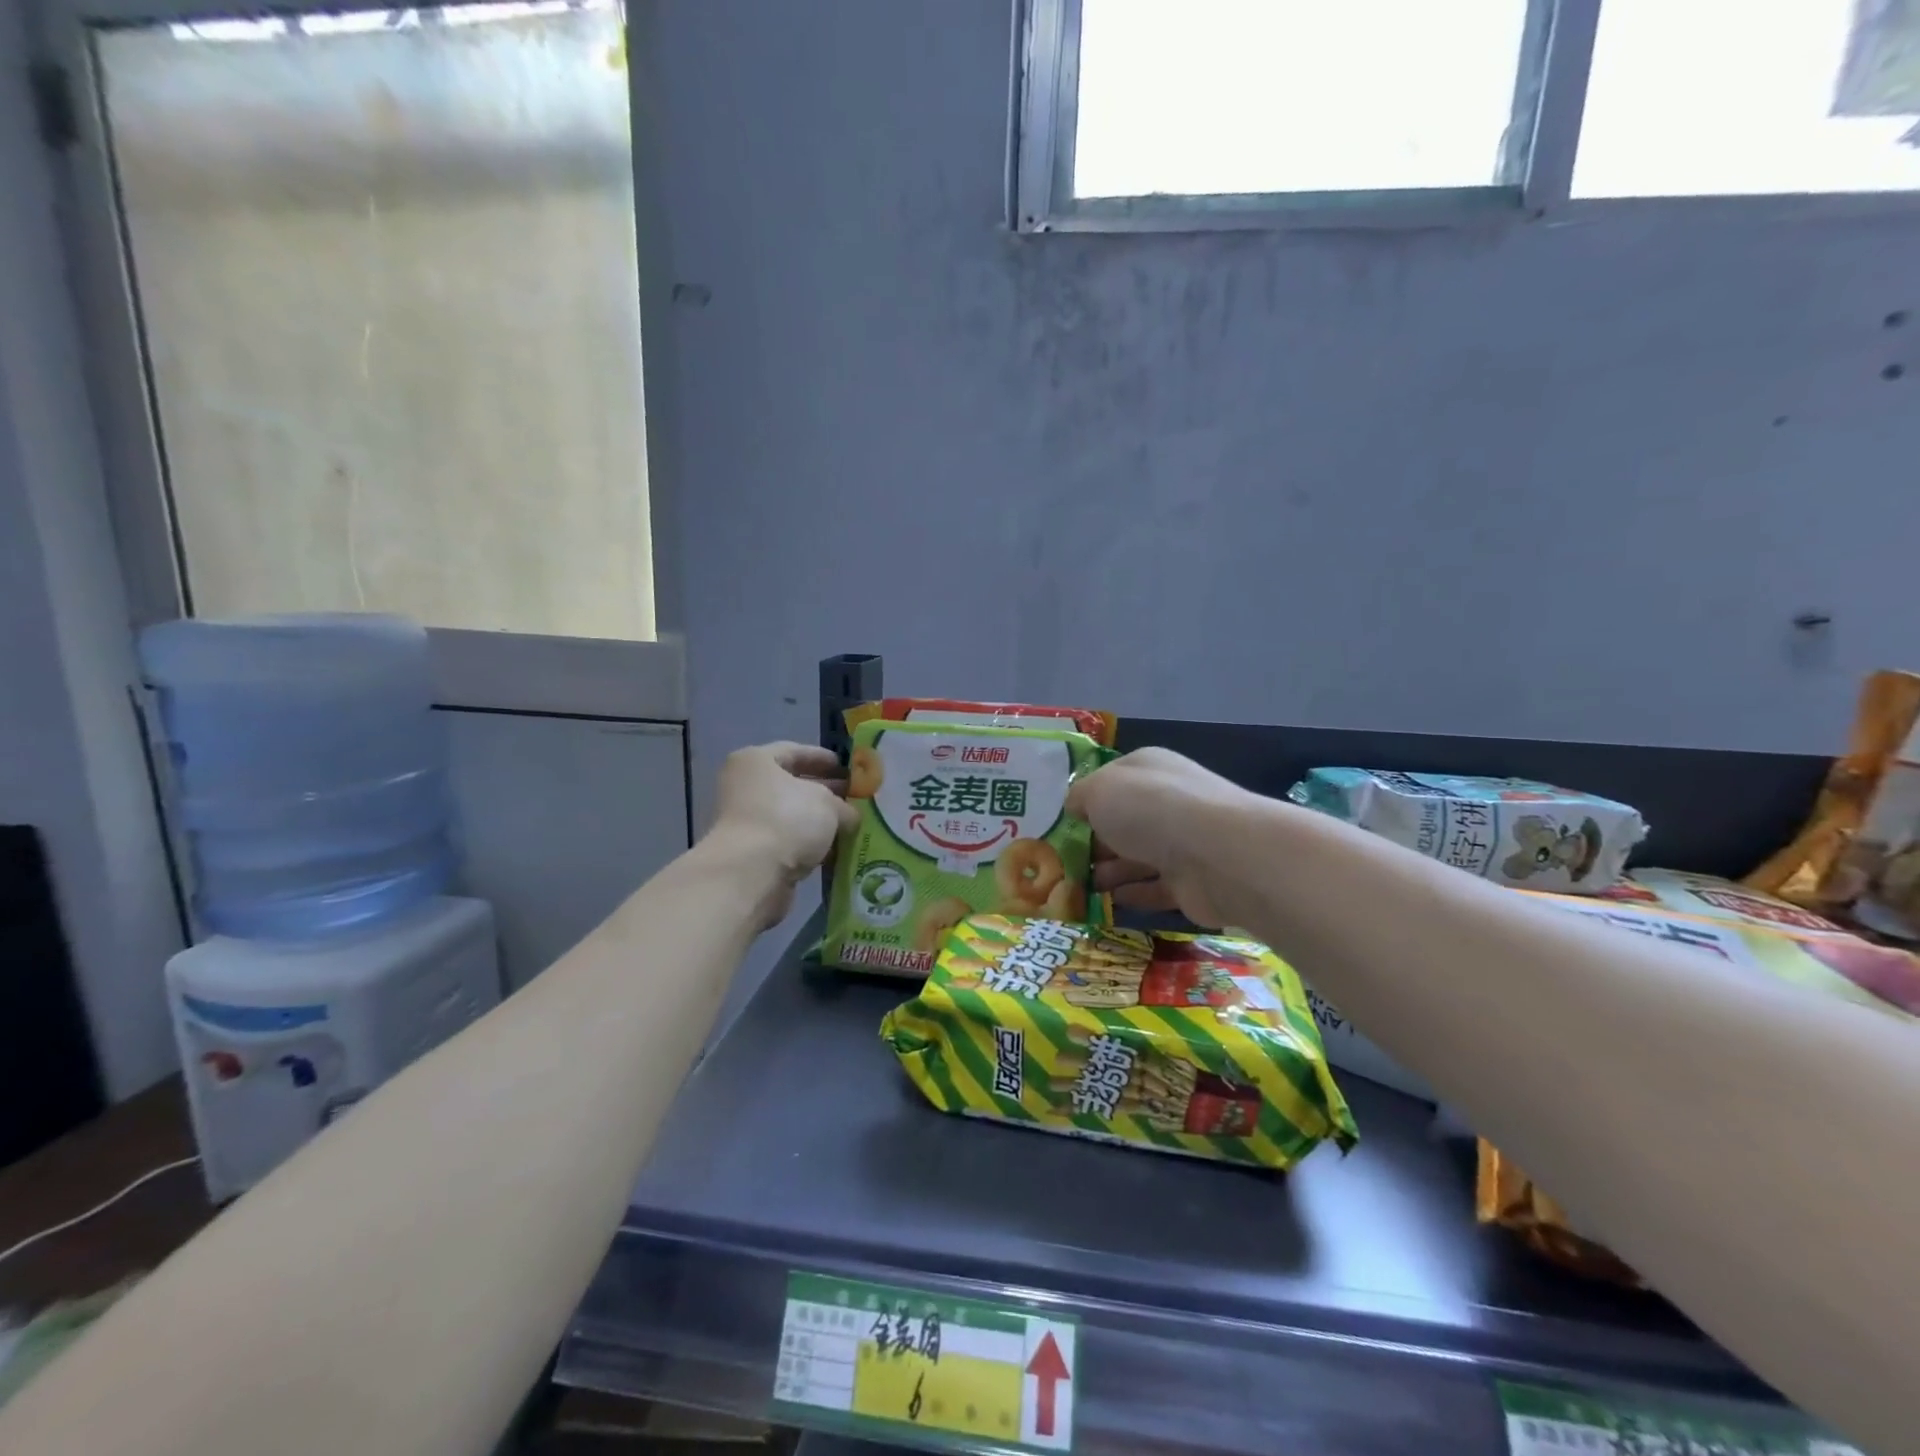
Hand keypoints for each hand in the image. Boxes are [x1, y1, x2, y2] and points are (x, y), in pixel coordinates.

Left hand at [706, 743, 858, 927]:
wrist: (752, 873)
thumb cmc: (788, 820)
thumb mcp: (827, 804)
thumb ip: (843, 806)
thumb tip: (849, 816)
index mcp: (755, 762)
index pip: (794, 751)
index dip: (822, 758)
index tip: (845, 767)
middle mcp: (745, 788)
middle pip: (791, 785)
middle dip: (824, 792)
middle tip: (852, 797)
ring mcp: (747, 822)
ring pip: (791, 816)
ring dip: (818, 821)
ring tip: (850, 824)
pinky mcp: (753, 853)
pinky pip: (788, 841)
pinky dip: (809, 844)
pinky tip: (835, 849)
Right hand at [1067, 748, 1249, 927]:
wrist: (1217, 854)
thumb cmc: (1150, 809)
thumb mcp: (1098, 791)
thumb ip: (1079, 798)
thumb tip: (1075, 808)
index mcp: (1147, 769)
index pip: (1111, 780)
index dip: (1085, 801)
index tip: (1059, 825)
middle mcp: (1167, 800)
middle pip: (1123, 821)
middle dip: (1093, 841)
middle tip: (1061, 863)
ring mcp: (1183, 842)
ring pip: (1137, 856)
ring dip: (1107, 871)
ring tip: (1075, 886)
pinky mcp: (1192, 881)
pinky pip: (1154, 887)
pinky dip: (1130, 894)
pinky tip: (1105, 903)